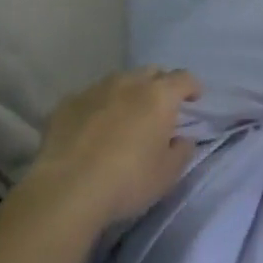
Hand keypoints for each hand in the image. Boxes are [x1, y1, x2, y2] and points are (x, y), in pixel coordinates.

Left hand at [23, 66, 200, 229]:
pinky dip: (98, 106)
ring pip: (119, 81)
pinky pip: (90, 97)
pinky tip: (92, 127)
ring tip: (125, 116)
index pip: (183, 78)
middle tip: (161, 107)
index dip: (192, 86)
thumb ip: (182, 151)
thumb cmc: (128, 181)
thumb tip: (182, 138)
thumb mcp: (168, 174)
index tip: (195, 98)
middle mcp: (128, 83)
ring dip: (128, 93)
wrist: (67, 189)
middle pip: (151, 72)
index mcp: (159, 96)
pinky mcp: (67, 103)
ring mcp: (95, 89)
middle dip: (160, 84)